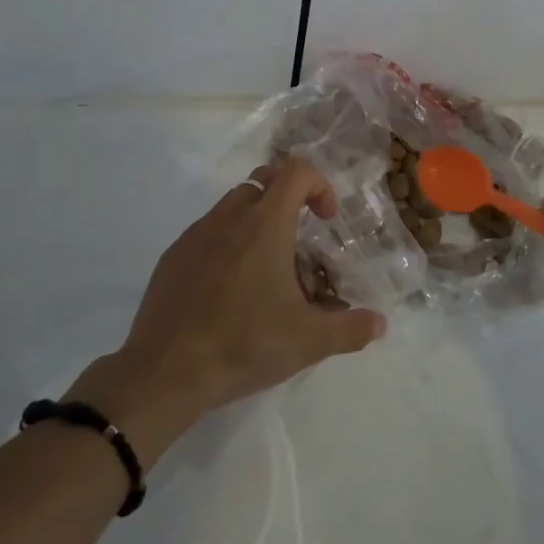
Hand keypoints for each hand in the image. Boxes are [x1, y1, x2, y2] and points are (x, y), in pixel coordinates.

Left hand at [70, 157, 385, 460]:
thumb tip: (379, 323)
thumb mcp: (307, 342)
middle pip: (263, 182)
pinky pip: (207, 233)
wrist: (164, 371)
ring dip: (256, 222)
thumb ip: (350, 329)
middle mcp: (229, 217)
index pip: (296, 171)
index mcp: (265, 225)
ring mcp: (195, 234)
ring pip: (232, 206)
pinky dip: (226, 244)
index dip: (319, 185)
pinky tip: (228, 290)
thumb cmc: (242, 345)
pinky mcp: (172, 256)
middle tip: (299, 241)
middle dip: (288, 200)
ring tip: (266, 270)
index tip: (326, 220)